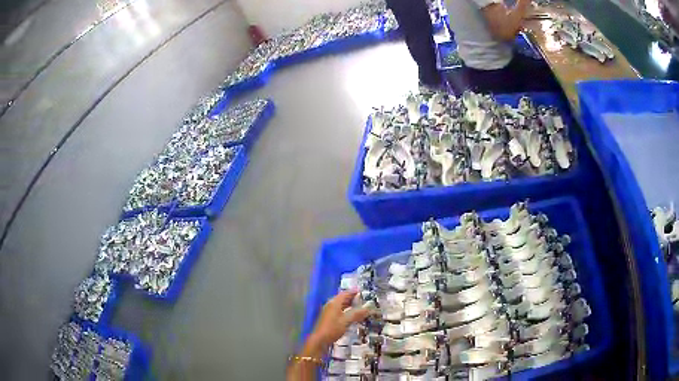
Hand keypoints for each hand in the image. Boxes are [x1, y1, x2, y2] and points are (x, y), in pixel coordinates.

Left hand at [304, 290, 371, 356]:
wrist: (320, 339)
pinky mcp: (328, 318)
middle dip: (352, 298)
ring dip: (349, 304)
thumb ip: (357, 314)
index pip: (345, 294)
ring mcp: (328, 311)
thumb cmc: (333, 328)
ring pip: (340, 305)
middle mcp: (330, 305)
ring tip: (359, 306)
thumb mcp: (347, 321)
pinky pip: (339, 310)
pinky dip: (346, 310)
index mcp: (334, 303)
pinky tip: (351, 315)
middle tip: (362, 298)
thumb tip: (368, 308)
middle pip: (342, 298)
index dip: (353, 291)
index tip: (361, 290)